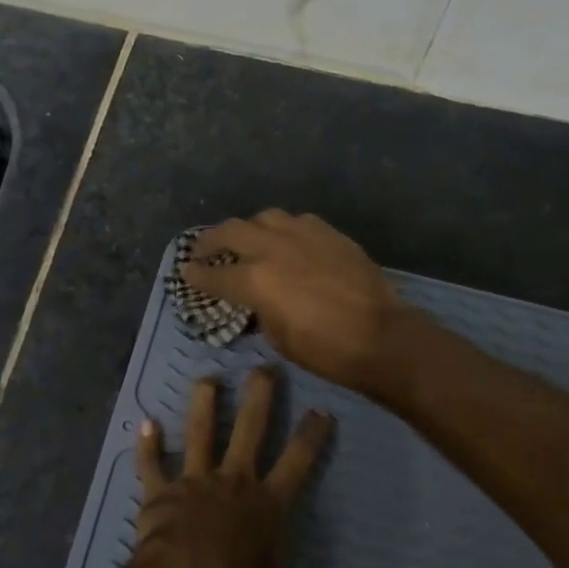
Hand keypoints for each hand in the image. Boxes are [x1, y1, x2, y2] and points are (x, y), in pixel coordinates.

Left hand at [135, 367, 336, 567]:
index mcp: (268, 505)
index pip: (298, 461)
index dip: (311, 435)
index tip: (321, 409)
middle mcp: (234, 482)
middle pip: (251, 429)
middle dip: (260, 396)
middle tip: (265, 367)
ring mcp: (194, 482)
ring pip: (200, 432)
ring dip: (202, 404)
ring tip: (207, 377)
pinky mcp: (160, 492)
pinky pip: (151, 464)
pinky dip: (146, 445)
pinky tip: (144, 423)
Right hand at [182, 211, 407, 395]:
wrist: (383, 337)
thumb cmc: (326, 350)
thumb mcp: (279, 338)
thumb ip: (260, 310)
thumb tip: (256, 300)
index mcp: (256, 280)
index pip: (214, 274)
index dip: (196, 275)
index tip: (185, 273)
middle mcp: (275, 248)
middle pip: (231, 231)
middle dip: (211, 240)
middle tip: (203, 250)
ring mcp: (305, 235)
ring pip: (266, 217)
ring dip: (250, 228)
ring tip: (248, 241)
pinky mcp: (331, 234)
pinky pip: (298, 222)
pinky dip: (284, 230)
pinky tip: (288, 243)